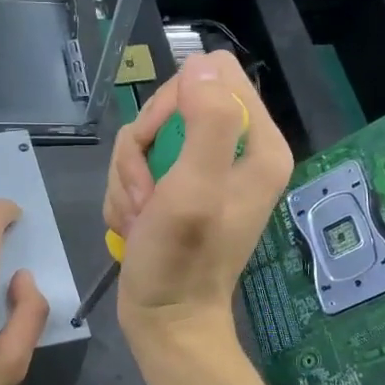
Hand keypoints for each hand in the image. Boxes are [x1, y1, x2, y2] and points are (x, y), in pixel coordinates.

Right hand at [104, 51, 293, 354]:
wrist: (165, 320)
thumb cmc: (181, 262)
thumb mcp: (195, 190)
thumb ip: (207, 122)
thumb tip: (200, 64)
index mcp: (258, 145)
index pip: (214, 75)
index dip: (174, 103)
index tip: (159, 145)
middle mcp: (234, 152)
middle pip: (172, 104)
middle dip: (144, 149)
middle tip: (146, 194)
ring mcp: (202, 172)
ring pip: (145, 138)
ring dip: (129, 179)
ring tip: (140, 219)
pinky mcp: (175, 190)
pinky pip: (136, 167)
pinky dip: (125, 196)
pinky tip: (134, 226)